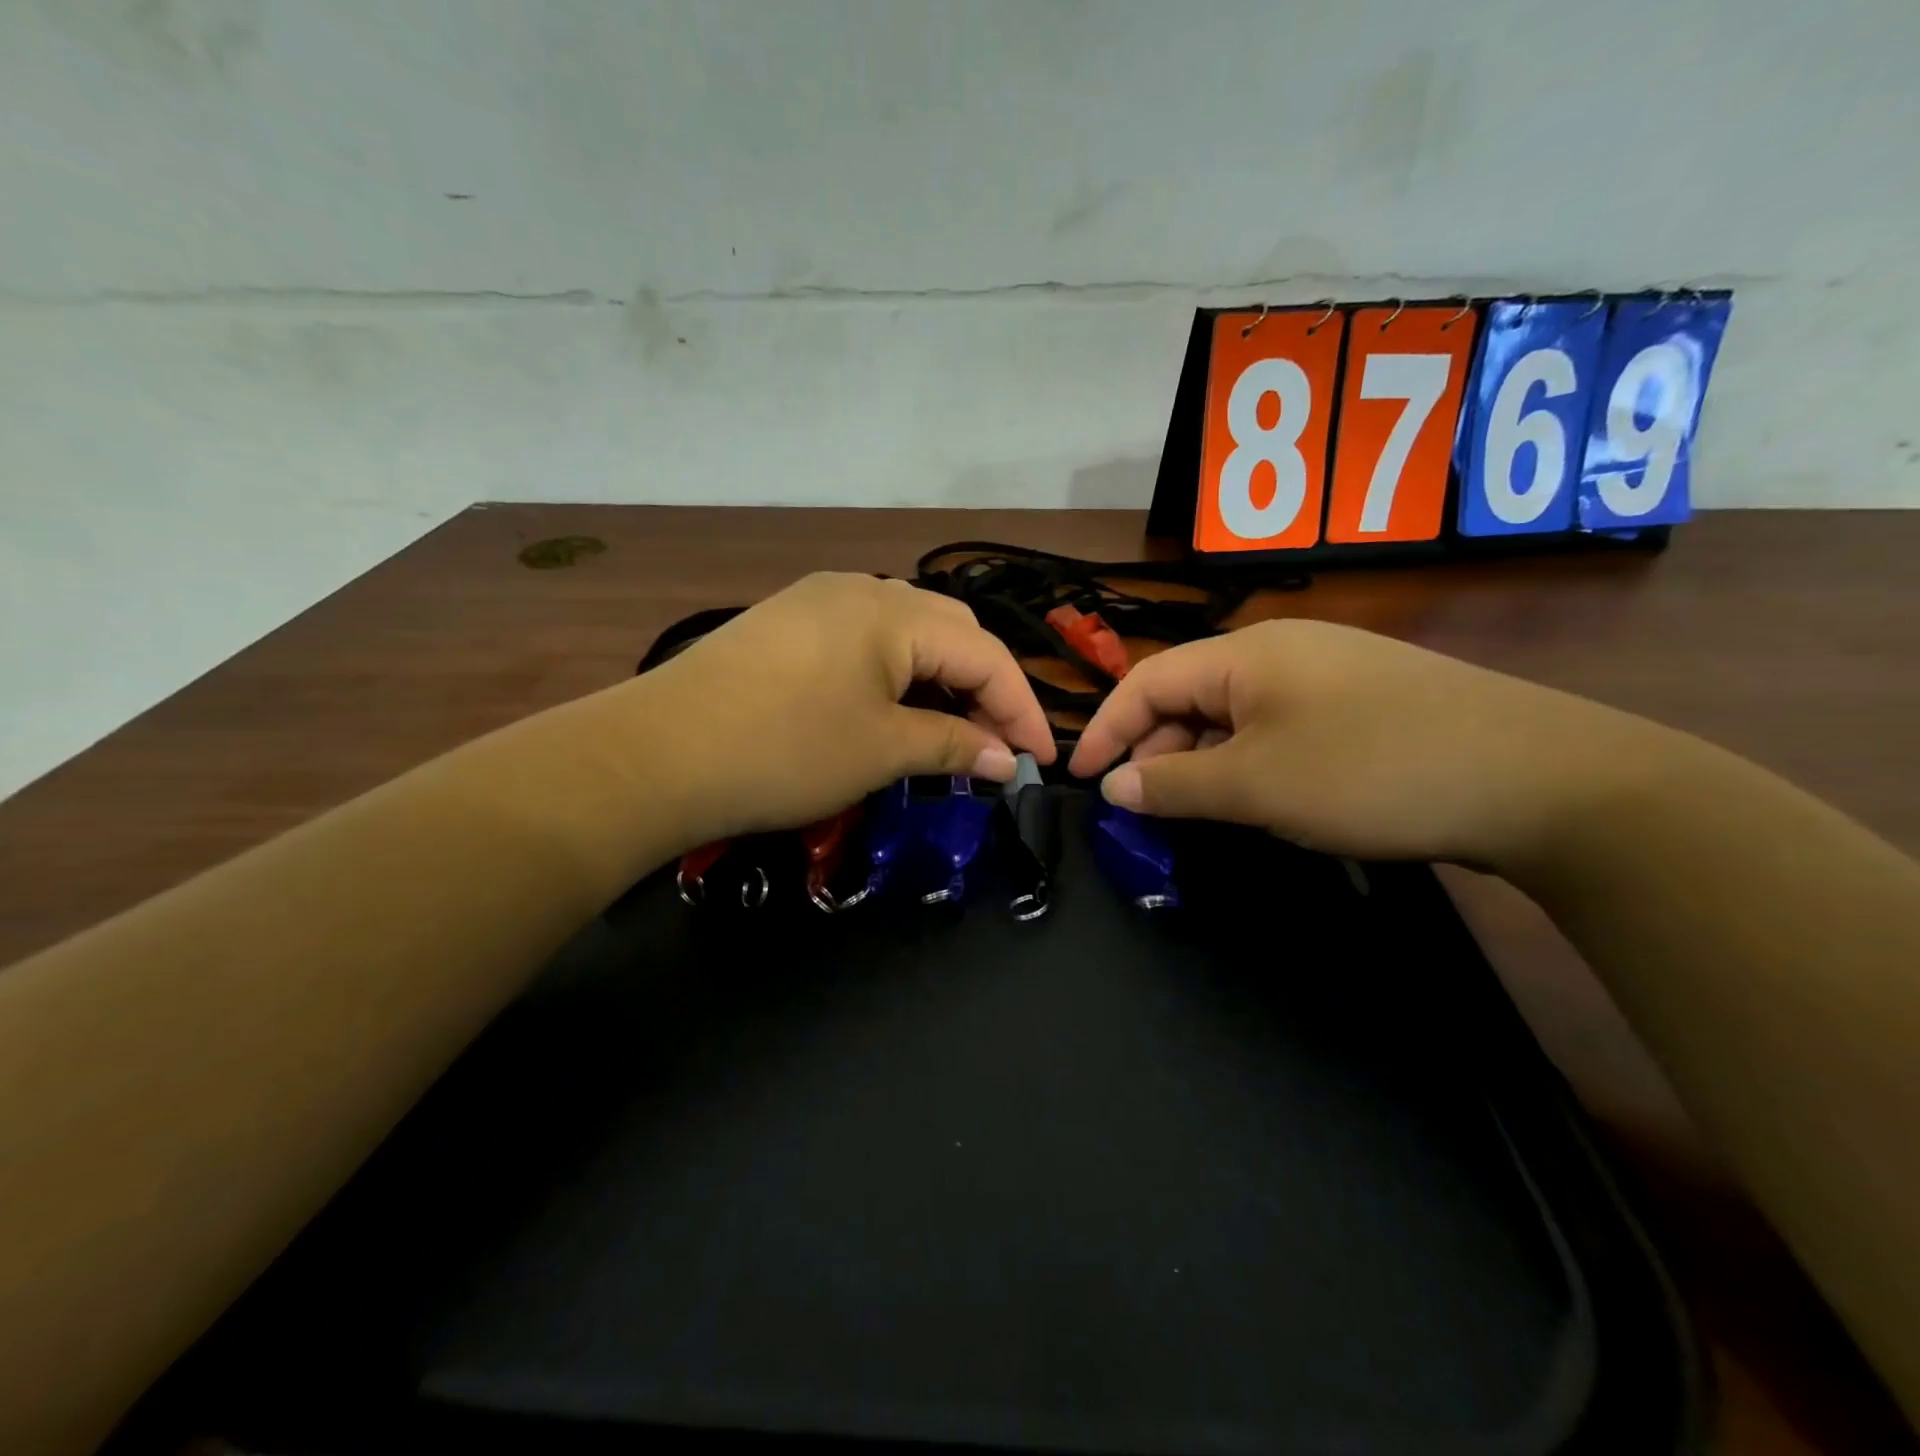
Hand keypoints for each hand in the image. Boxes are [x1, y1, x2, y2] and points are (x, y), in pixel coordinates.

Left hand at [634, 573, 1054, 844]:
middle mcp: (860, 589)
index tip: (1042, 760)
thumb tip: (1008, 761)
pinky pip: (866, 643)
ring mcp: (818, 602)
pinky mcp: (787, 626)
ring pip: (908, 636)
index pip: (984, 654)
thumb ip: (954, 746)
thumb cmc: (783, 750)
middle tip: (996, 748)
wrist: (655, 755)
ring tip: (951, 734)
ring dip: (941, 683)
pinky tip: (894, 712)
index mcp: (892, 611)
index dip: (1022, 709)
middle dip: (984, 690)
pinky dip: (897, 678)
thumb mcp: (880, 751)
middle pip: (951, 635)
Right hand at [1068, 618, 1668, 868]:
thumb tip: (1114, 786)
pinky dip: (1251, 761)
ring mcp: (1329, 673)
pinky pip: (1279, 726)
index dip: (1106, 728)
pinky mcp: (1365, 703)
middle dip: (1156, 749)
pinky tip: (1265, 795)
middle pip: (1190, 694)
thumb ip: (1174, 785)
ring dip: (1204, 759)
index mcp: (1246, 653)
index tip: (1083, 779)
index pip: (1147, 680)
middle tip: (1148, 808)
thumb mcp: (1257, 784)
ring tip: (1204, 809)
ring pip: (1235, 714)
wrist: (1541, 779)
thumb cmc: (1373, 771)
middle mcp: (1283, 650)